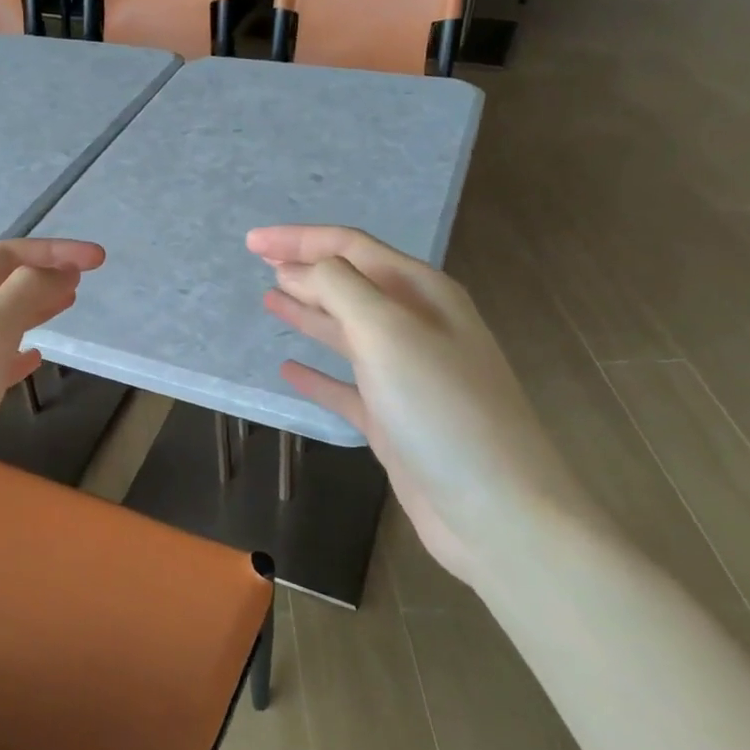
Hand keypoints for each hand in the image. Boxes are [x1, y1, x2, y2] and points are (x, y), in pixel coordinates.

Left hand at [0, 239, 104, 555]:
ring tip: (68, 304)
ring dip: (33, 308)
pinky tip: (35, 359)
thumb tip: (58, 269)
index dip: (54, 251)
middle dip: (44, 274)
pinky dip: (18, 353)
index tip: (99, 259)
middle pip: (0, 285)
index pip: (7, 256)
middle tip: (85, 279)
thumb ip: (22, 295)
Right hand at [248, 224, 588, 584]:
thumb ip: (339, 288)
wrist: (498, 511)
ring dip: (308, 311)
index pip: (350, 248)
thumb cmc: (441, 408)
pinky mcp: (394, 419)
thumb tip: (300, 268)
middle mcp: (416, 326)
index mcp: (421, 293)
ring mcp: (406, 375)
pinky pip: (346, 386)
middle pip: (350, 283)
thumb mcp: (387, 331)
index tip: (251, 241)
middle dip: (304, 268)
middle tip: (258, 262)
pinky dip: (317, 374)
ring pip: (347, 330)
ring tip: (269, 299)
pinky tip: (288, 369)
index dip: (299, 239)